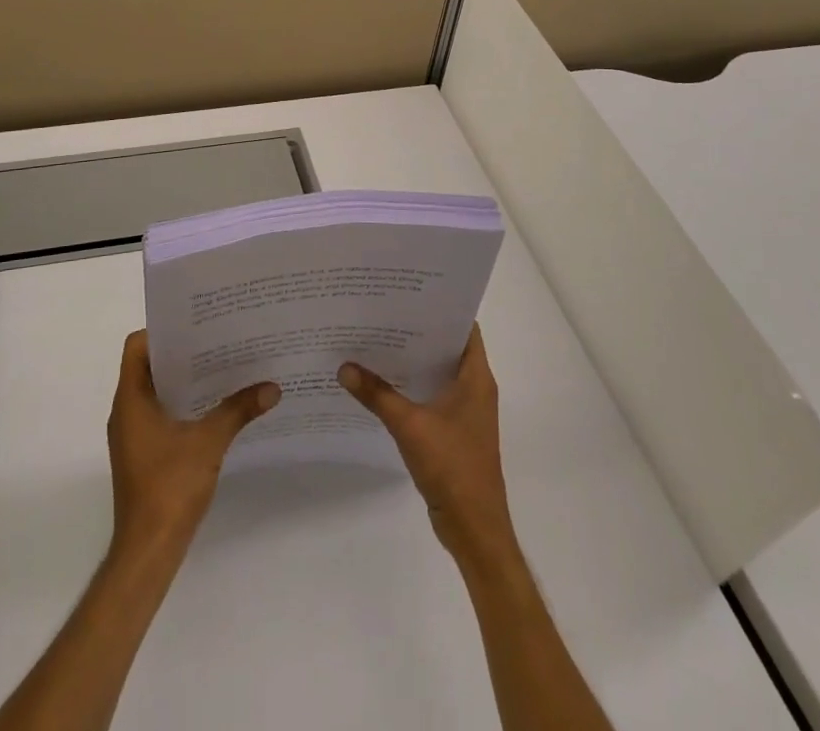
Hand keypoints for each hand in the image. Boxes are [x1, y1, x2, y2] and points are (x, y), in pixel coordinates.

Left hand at [106, 330, 278, 561]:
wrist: (148, 552)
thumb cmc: (169, 487)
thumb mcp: (209, 442)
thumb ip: (238, 410)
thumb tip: (272, 386)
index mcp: (131, 399)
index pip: (136, 347)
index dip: (162, 332)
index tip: (195, 325)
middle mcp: (126, 412)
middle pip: (149, 366)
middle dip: (182, 353)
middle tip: (217, 340)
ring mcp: (133, 435)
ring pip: (156, 392)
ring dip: (184, 381)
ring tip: (221, 368)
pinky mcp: (143, 454)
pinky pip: (160, 415)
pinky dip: (183, 405)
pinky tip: (214, 407)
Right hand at [339, 323, 515, 564]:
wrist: (475, 528)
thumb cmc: (452, 467)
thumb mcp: (410, 426)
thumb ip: (377, 394)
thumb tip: (344, 366)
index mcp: (476, 378)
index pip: (464, 327)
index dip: (441, 307)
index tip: (410, 292)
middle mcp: (475, 388)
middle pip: (447, 347)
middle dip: (418, 330)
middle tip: (383, 311)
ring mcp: (466, 411)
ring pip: (438, 372)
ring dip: (414, 359)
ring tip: (377, 338)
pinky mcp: (454, 430)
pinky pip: (432, 395)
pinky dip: (412, 385)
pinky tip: (382, 381)